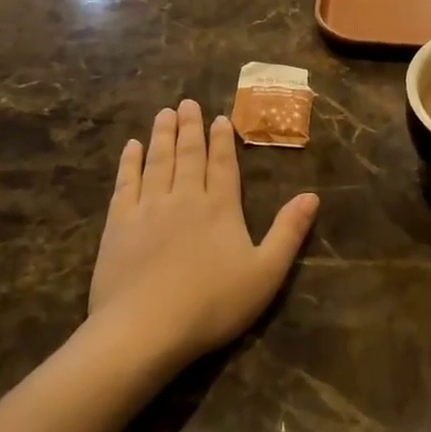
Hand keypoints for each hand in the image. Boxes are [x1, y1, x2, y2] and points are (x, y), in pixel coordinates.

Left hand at [88, 99, 318, 366]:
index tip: (218, 118)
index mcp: (221, 207)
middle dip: (190, 127)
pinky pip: (126, 182)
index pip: (223, 164)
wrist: (145, 329)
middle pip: (188, 154)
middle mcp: (185, 197)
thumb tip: (312, 196)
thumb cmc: (212, 305)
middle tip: (187, 102)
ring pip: (157, 160)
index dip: (222, 139)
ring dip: (162, 134)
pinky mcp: (118, 223)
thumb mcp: (266, 274)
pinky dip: (130, 161)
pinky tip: (131, 147)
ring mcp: (148, 207)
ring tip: (164, 113)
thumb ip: (288, 232)